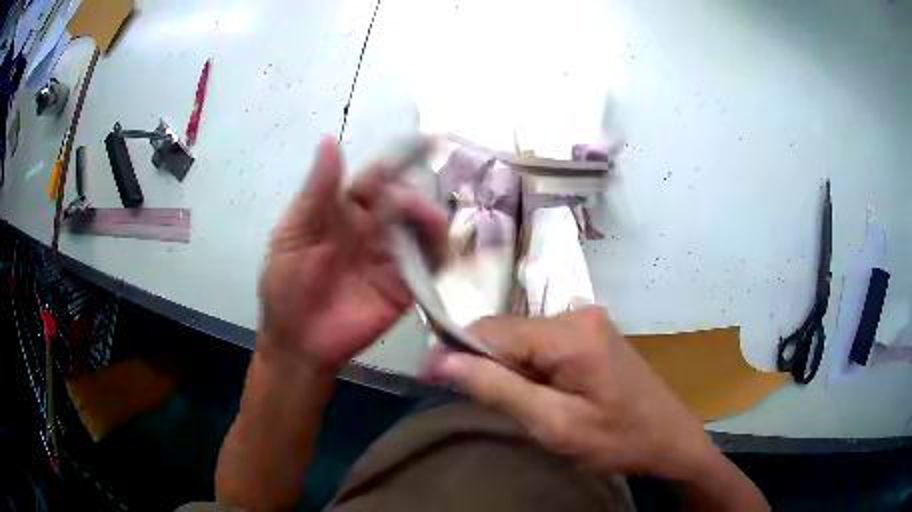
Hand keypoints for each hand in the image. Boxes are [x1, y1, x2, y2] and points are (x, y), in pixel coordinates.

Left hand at [260, 137, 447, 370]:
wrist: (297, 342)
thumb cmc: (286, 286)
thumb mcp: (293, 235)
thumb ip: (316, 193)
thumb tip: (329, 141)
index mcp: (343, 211)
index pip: (375, 180)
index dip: (396, 162)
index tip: (424, 143)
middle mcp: (372, 229)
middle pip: (403, 201)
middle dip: (413, 197)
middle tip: (410, 206)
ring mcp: (390, 257)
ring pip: (421, 229)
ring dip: (429, 221)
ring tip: (429, 223)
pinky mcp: (405, 286)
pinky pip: (429, 264)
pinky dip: (440, 252)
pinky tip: (440, 249)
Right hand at [422, 306, 716, 480]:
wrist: (670, 438)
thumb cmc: (617, 439)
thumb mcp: (555, 424)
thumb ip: (498, 388)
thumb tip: (441, 359)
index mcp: (570, 333)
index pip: (492, 329)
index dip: (457, 352)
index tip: (431, 378)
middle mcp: (577, 314)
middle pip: (508, 332)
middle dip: (490, 366)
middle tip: (497, 407)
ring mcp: (588, 321)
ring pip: (523, 339)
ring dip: (512, 371)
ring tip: (530, 406)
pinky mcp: (592, 333)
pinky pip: (543, 344)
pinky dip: (531, 368)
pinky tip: (547, 395)